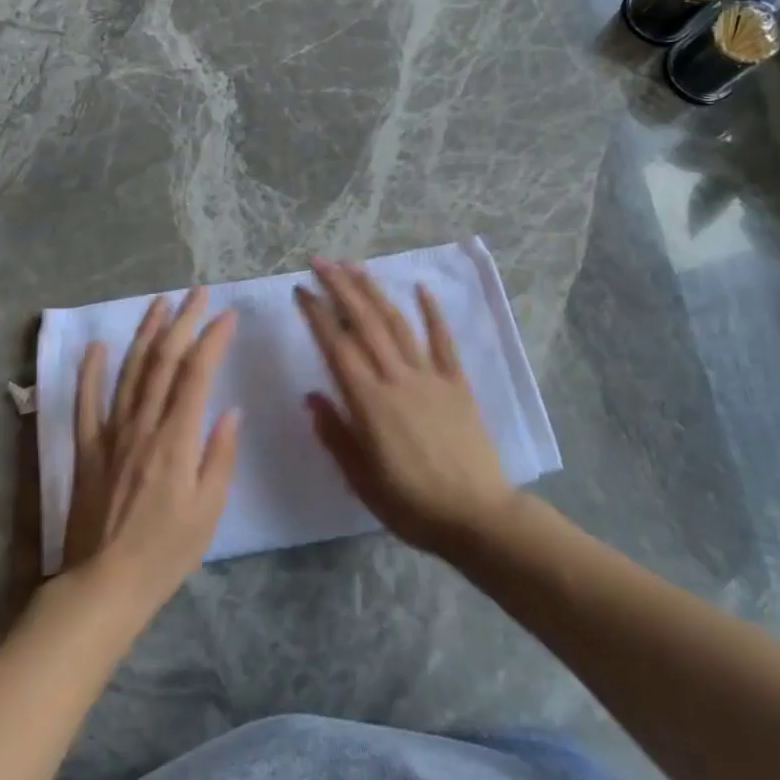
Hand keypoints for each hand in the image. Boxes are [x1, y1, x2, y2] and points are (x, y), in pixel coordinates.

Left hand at [62, 288, 238, 614]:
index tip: (227, 315)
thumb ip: (220, 455)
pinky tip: (98, 346)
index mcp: (177, 439)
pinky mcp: (87, 449)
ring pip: (130, 371)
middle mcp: (143, 425)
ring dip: (146, 333)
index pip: (197, 374)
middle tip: (197, 293)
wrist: (105, 585)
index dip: (212, 339)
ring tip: (159, 303)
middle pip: (164, 361)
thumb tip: (230, 410)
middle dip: (183, 322)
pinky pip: (85, 402)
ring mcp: (111, 433)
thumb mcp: (210, 509)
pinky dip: (91, 371)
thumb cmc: (167, 551)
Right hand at [295, 259, 515, 554]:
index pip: (337, 347)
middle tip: (321, 262)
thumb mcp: (361, 479)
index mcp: (370, 402)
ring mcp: (431, 377)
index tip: (301, 290)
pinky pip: (444, 341)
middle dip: (341, 288)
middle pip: (366, 324)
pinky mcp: (458, 383)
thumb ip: (335, 434)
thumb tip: (311, 396)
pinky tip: (422, 288)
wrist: (478, 517)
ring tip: (356, 267)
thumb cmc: (412, 505)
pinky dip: (432, 312)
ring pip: (398, 324)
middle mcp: (398, 379)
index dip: (317, 315)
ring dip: (375, 292)